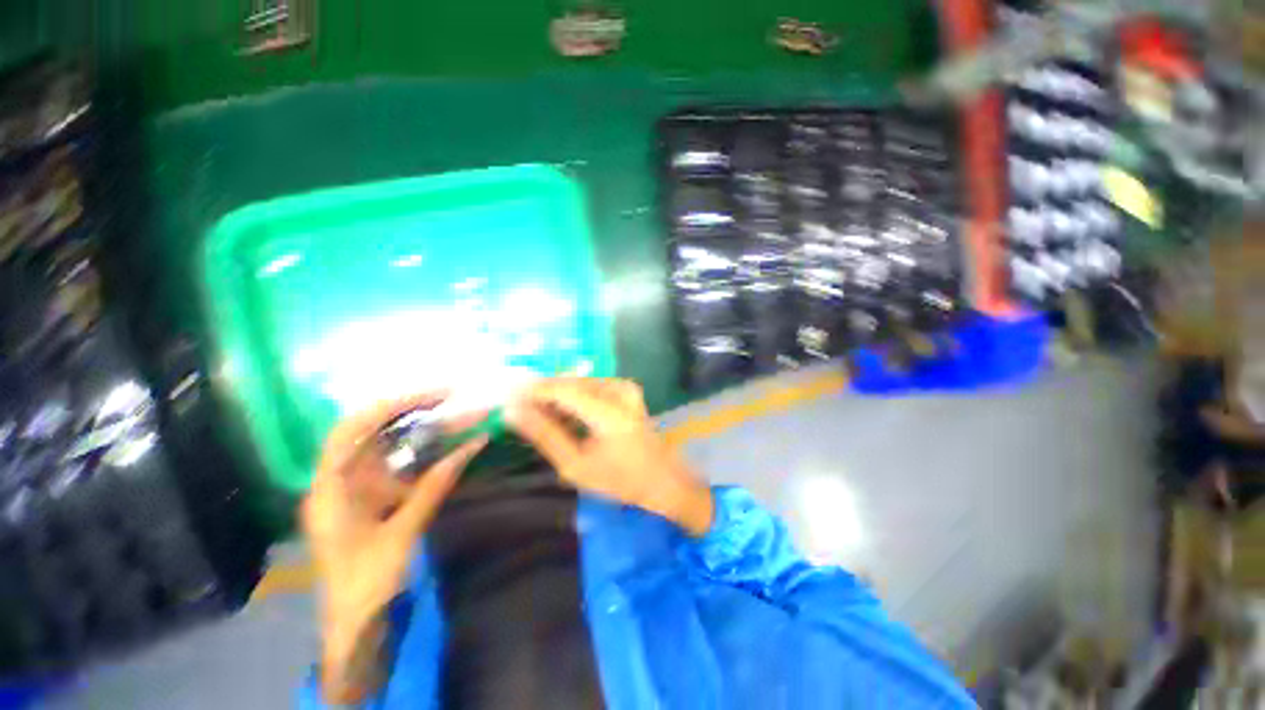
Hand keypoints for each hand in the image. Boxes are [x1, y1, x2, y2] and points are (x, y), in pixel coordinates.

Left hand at [301, 392, 487, 702]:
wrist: (354, 625)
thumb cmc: (367, 585)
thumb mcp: (402, 534)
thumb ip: (435, 486)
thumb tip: (473, 445)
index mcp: (329, 491)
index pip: (349, 432)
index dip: (387, 407)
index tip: (430, 396)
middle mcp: (336, 481)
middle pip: (365, 431)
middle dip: (404, 408)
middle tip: (447, 395)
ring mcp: (352, 488)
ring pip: (380, 443)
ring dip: (412, 424)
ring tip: (447, 408)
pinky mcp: (369, 496)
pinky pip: (391, 462)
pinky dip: (416, 446)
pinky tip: (438, 437)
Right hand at [505, 378, 713, 535]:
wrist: (661, 478)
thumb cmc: (619, 479)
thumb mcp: (576, 465)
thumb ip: (544, 435)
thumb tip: (513, 412)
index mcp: (609, 411)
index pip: (562, 389)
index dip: (532, 391)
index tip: (506, 398)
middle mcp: (619, 389)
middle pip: (570, 382)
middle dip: (542, 394)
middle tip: (519, 410)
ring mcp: (625, 386)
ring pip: (578, 383)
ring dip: (557, 397)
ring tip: (538, 416)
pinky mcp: (626, 388)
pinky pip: (590, 386)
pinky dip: (573, 398)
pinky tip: (562, 416)